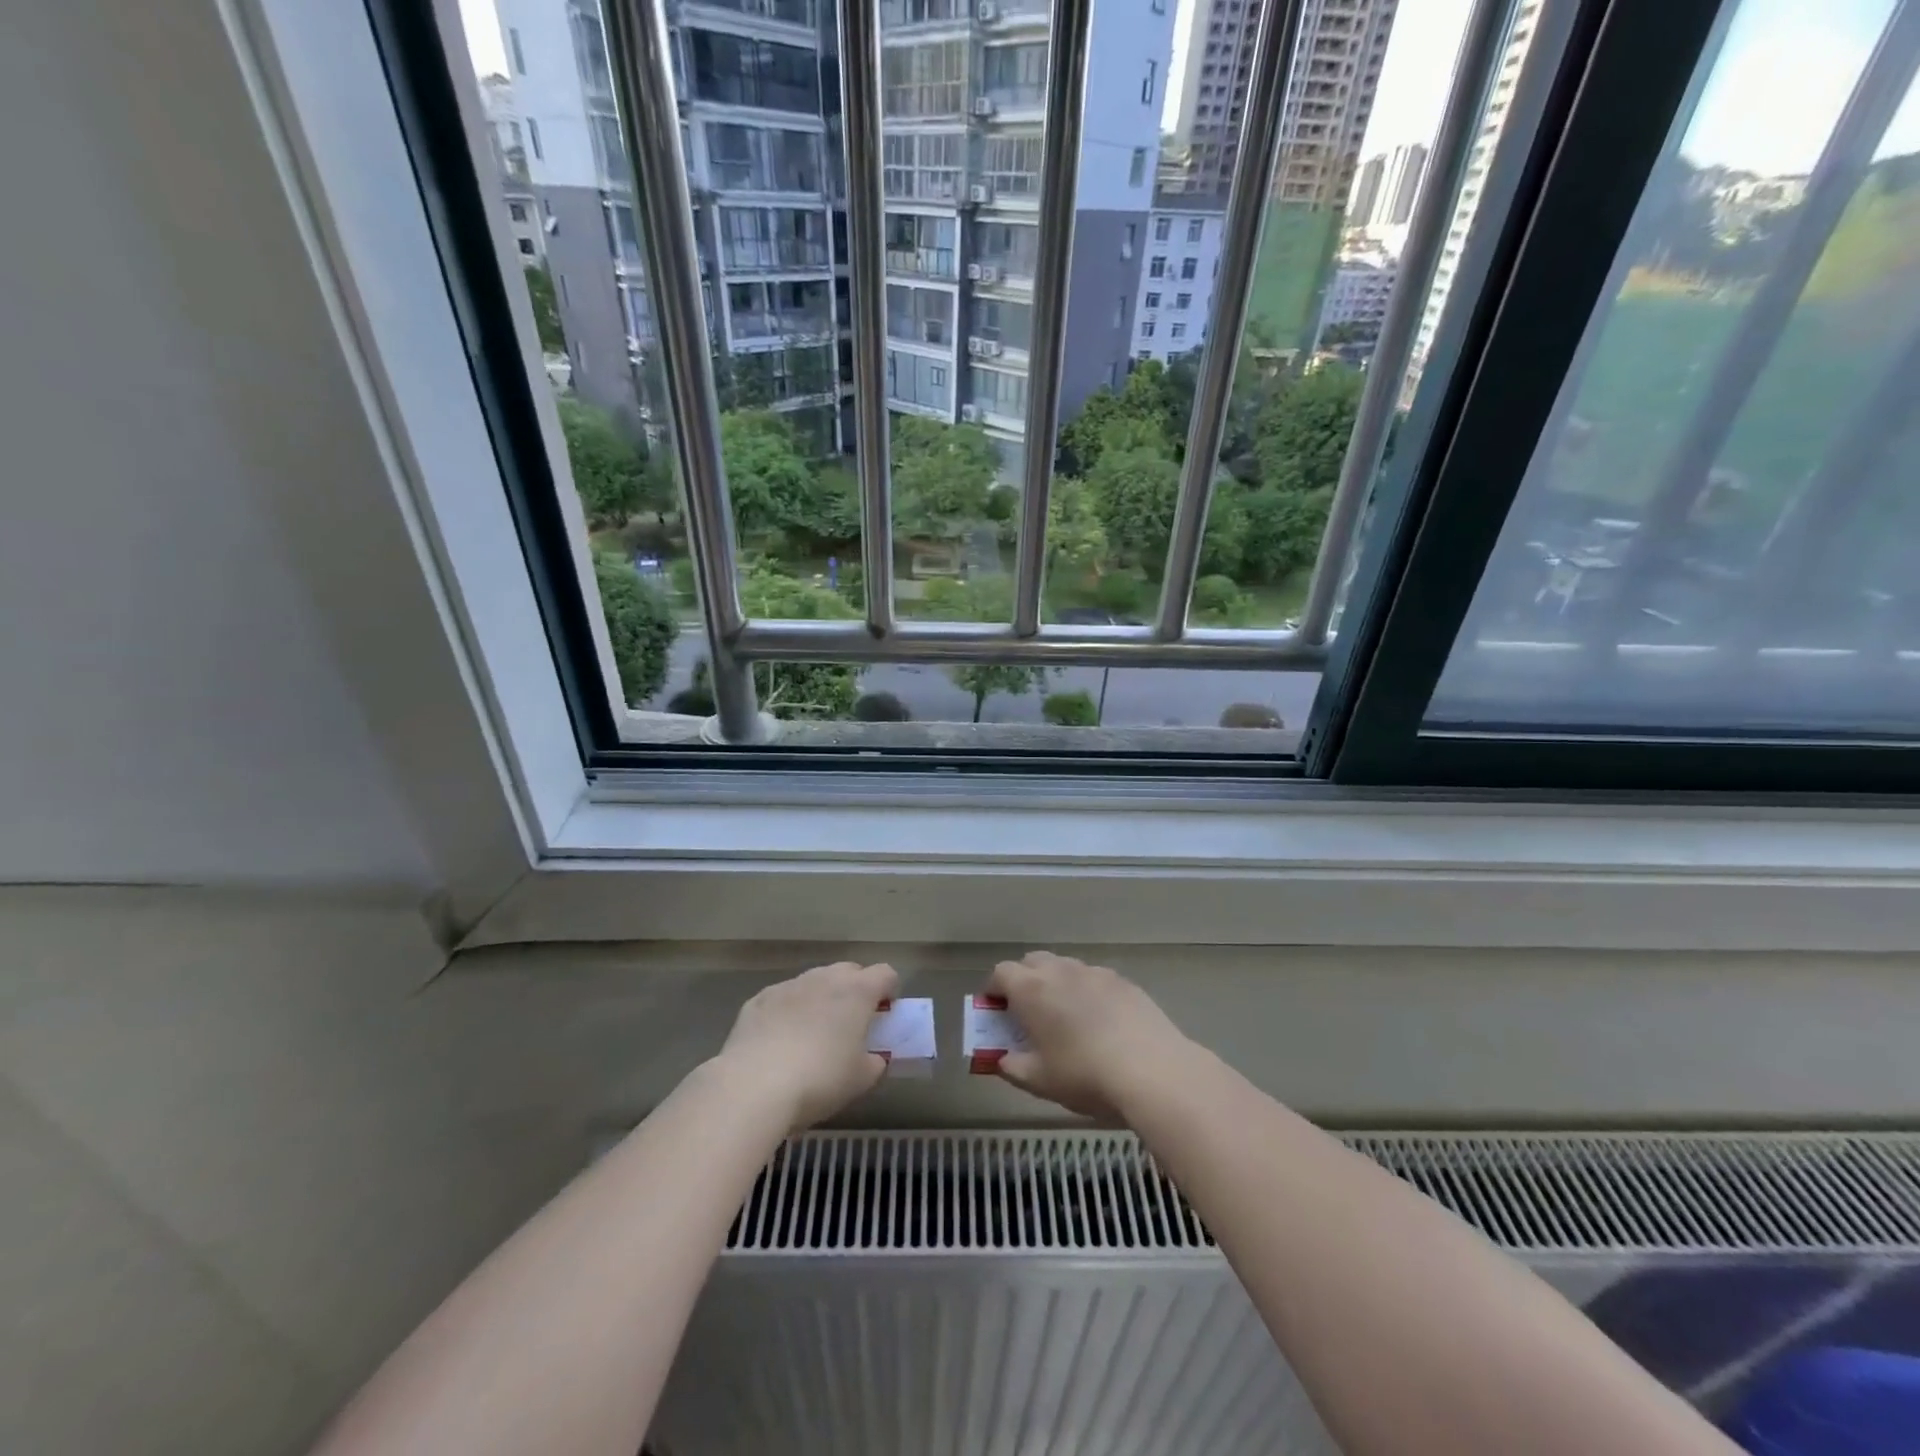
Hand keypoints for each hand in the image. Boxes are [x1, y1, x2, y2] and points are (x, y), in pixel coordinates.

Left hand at [714, 961, 898, 1130]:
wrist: (753, 1086)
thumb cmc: (820, 1080)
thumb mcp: (861, 1080)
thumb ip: (875, 1062)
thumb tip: (874, 1057)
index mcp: (857, 991)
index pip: (885, 974)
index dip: (889, 991)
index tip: (884, 1014)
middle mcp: (824, 978)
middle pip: (849, 971)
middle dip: (855, 990)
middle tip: (851, 1023)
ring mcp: (788, 986)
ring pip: (814, 982)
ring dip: (820, 998)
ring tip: (813, 1033)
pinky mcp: (758, 1000)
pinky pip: (783, 998)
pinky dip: (788, 1011)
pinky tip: (780, 1041)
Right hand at [987, 951, 1190, 1121]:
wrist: (1152, 1070)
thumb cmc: (1084, 1075)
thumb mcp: (1039, 1081)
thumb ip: (1012, 1067)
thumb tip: (1002, 1059)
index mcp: (1031, 990)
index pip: (1001, 973)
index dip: (994, 989)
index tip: (995, 1011)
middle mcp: (1060, 971)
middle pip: (1032, 962)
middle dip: (1024, 980)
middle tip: (1027, 1012)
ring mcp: (1094, 972)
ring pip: (1065, 967)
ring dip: (1056, 984)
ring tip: (1065, 1017)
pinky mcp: (1123, 981)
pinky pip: (1093, 978)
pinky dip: (1086, 992)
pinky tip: (1099, 1021)